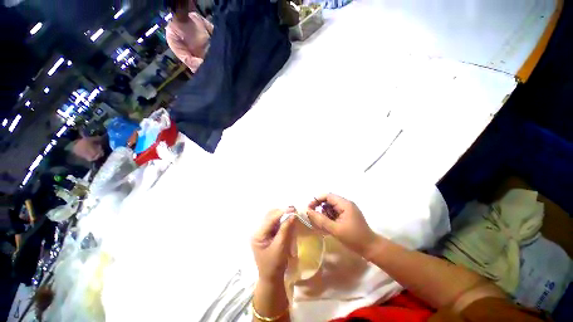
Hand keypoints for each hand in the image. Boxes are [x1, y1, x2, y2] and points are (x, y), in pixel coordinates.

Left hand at [252, 209, 296, 282]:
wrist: (271, 278)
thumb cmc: (275, 265)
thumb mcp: (281, 247)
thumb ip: (286, 230)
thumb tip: (293, 215)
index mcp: (258, 235)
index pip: (270, 218)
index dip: (282, 212)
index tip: (293, 209)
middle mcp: (259, 231)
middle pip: (270, 215)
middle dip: (282, 212)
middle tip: (294, 211)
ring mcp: (263, 232)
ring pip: (273, 217)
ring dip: (282, 215)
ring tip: (292, 214)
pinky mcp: (267, 233)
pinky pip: (275, 222)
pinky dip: (282, 220)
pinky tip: (288, 220)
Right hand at [307, 194, 377, 256]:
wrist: (371, 248)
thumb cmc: (354, 238)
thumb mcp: (335, 229)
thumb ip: (321, 220)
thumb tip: (308, 211)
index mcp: (345, 204)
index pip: (328, 196)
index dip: (317, 200)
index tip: (309, 208)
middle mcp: (346, 204)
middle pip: (328, 201)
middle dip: (320, 208)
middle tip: (314, 217)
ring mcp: (347, 210)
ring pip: (331, 207)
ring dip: (324, 214)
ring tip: (322, 224)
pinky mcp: (347, 216)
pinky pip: (335, 213)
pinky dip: (329, 218)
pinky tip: (328, 226)